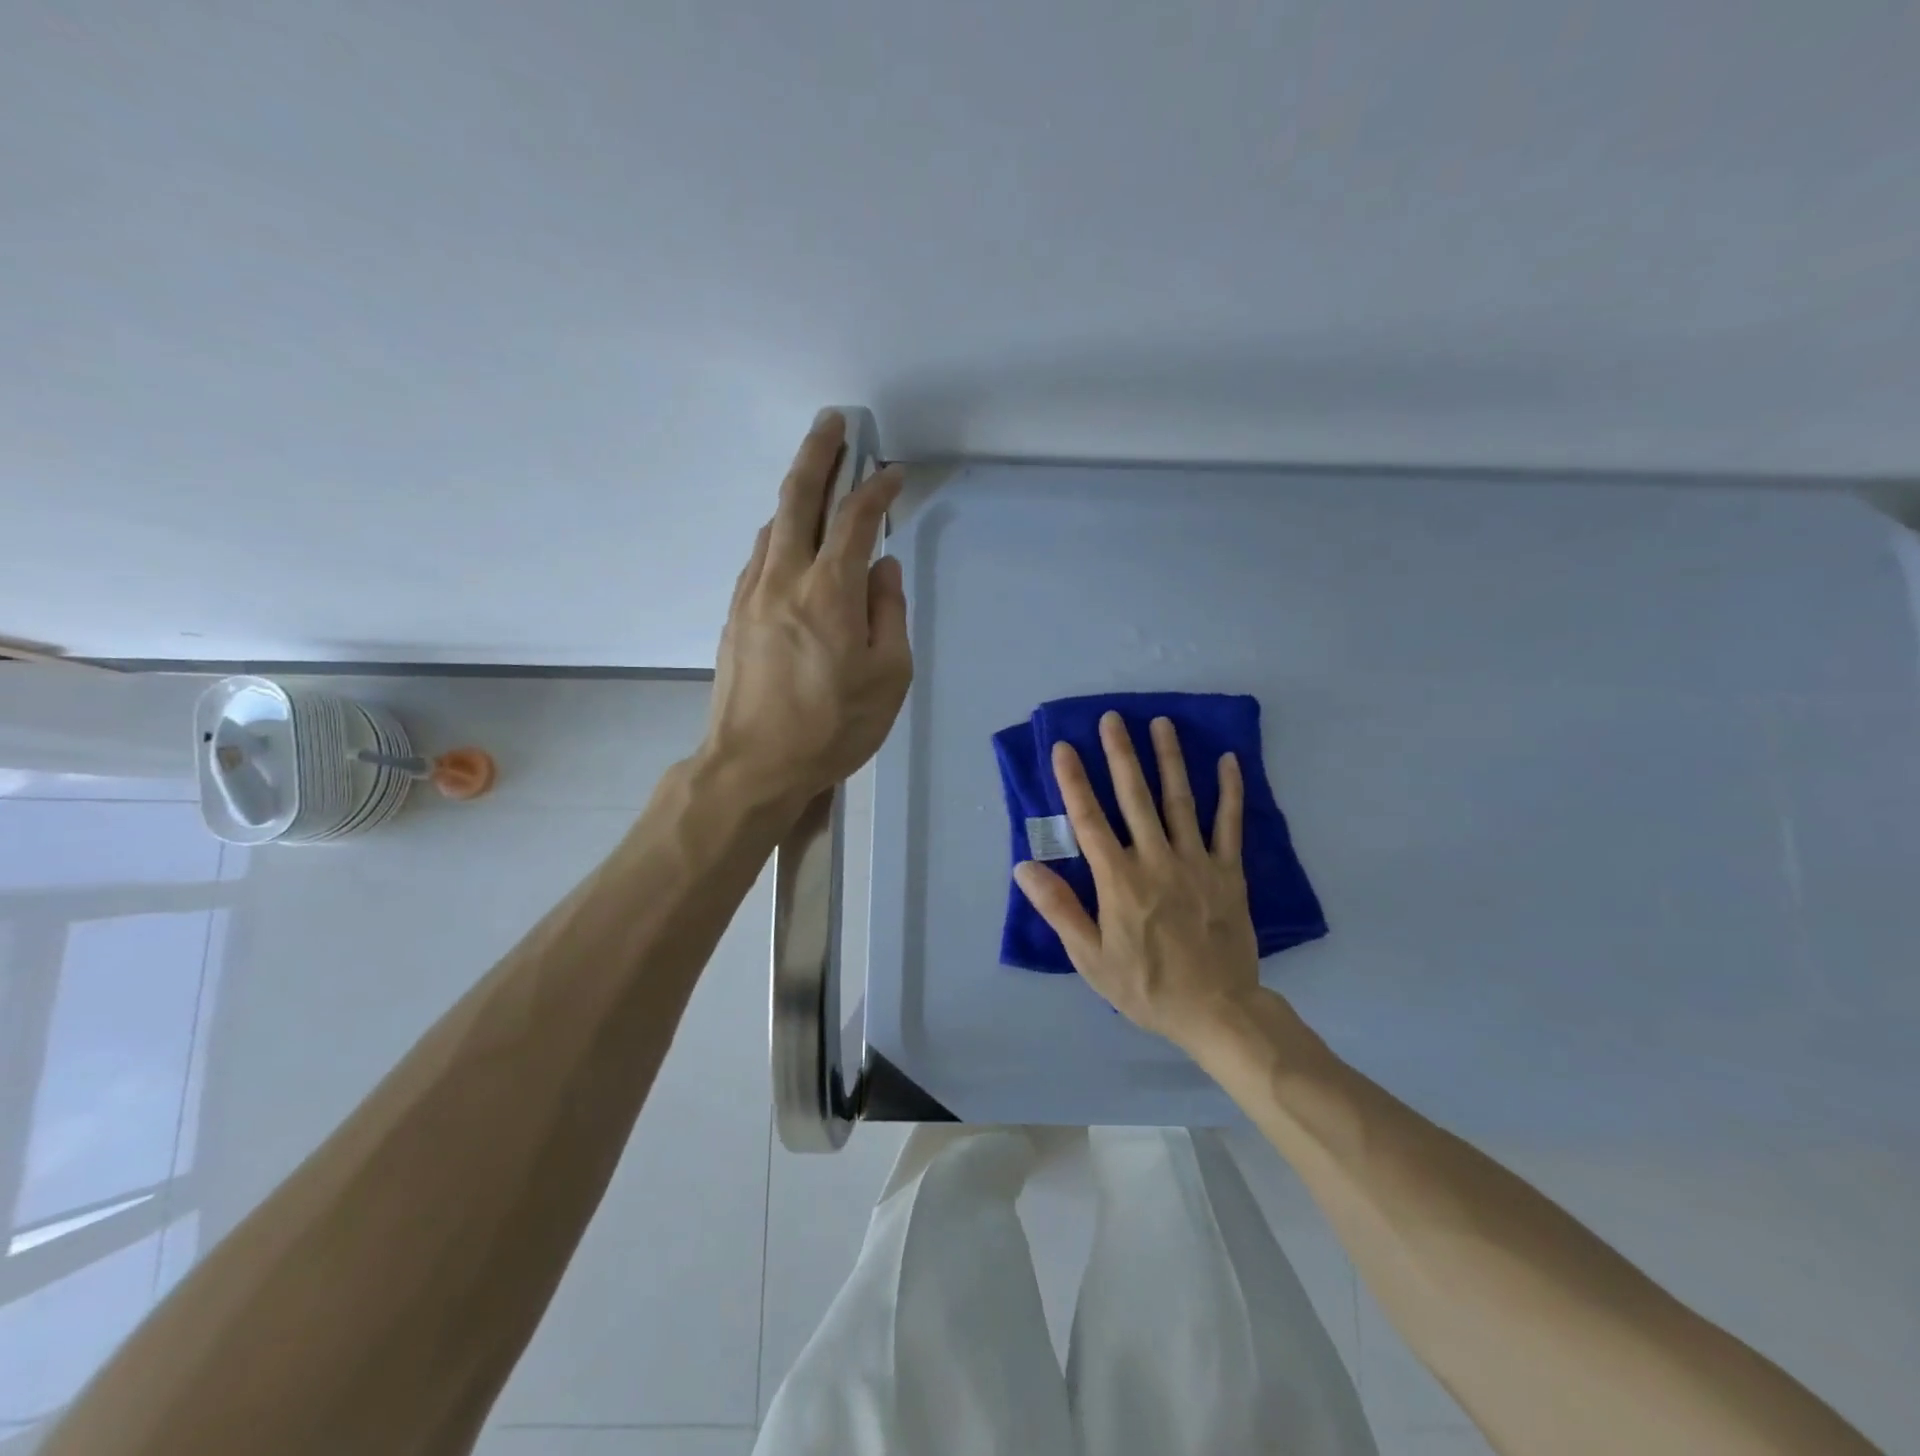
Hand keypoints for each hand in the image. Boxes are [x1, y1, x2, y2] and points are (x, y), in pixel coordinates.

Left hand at [701, 411, 912, 807]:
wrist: (753, 765)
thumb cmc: (833, 727)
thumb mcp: (889, 678)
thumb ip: (890, 615)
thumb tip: (884, 569)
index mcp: (830, 592)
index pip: (856, 520)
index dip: (877, 489)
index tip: (894, 473)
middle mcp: (785, 578)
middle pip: (798, 497)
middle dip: (818, 452)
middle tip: (833, 422)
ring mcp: (752, 594)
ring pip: (775, 525)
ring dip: (796, 492)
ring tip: (817, 477)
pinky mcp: (735, 614)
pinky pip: (761, 557)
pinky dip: (781, 533)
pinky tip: (792, 540)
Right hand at [1013, 713, 1260, 1049]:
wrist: (1217, 1011)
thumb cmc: (1145, 986)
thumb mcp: (1090, 957)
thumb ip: (1059, 908)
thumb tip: (1025, 866)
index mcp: (1119, 880)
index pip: (1089, 820)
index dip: (1074, 781)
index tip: (1064, 747)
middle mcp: (1155, 859)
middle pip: (1134, 797)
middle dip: (1121, 755)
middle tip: (1112, 719)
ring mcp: (1196, 862)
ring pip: (1179, 800)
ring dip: (1169, 759)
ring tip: (1161, 723)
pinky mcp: (1229, 872)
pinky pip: (1229, 824)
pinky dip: (1230, 791)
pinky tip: (1228, 760)